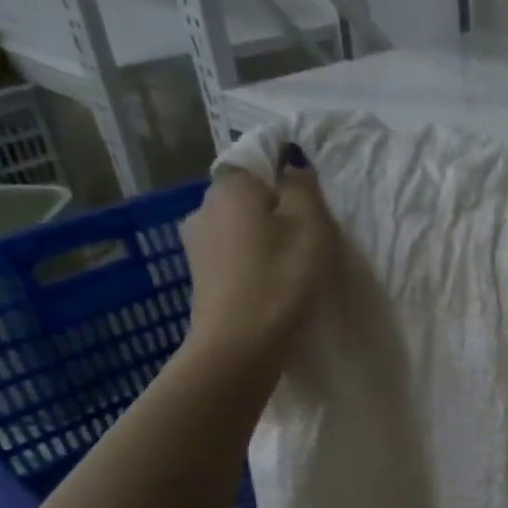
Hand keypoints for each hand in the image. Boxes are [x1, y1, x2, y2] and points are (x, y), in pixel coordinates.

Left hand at [180, 144, 335, 378]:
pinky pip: (232, 253)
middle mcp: (204, 206)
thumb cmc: (281, 279)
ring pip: (239, 226)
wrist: (240, 345)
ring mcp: (196, 243)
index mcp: (231, 187)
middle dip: (275, 209)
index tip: (311, 204)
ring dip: (262, 237)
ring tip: (291, 263)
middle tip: (308, 236)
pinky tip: (270, 281)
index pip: (258, 162)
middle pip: (248, 196)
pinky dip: (251, 260)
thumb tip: (292, 163)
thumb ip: (302, 187)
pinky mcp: (200, 275)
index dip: (285, 178)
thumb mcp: (310, 225)